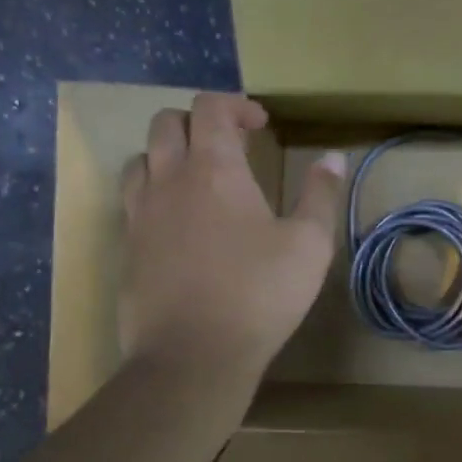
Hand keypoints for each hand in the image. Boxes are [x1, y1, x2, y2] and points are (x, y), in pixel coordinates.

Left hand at [119, 94, 344, 374]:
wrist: (191, 357)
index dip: (236, 105)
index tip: (260, 125)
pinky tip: (179, 223)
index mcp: (214, 169)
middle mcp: (169, 180)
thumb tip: (334, 158)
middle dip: (199, 121)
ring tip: (198, 178)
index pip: (210, 108)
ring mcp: (140, 214)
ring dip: (169, 154)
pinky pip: (133, 201)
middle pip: (166, 122)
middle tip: (230, 146)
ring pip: (141, 158)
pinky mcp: (127, 248)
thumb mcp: (309, 245)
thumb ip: (320, 195)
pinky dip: (155, 193)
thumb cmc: (258, 295)